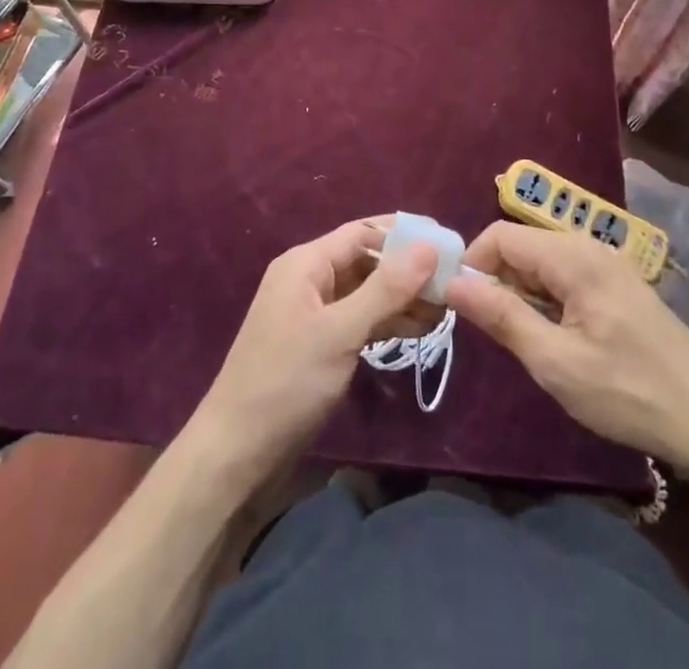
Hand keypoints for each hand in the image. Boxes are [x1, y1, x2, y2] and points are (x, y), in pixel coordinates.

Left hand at [191, 218, 437, 486]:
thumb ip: (386, 289)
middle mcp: (308, 280)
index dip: (403, 236)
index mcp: (305, 263)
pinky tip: (418, 330)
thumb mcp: (340, 332)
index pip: (362, 233)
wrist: (236, 454)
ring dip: (401, 299)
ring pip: (365, 293)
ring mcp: (312, 314)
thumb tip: (429, 246)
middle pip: (365, 261)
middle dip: (407, 271)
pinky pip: (358, 319)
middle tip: (452, 283)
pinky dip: (386, 322)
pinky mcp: (318, 344)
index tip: (446, 244)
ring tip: (444, 311)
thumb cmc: (286, 382)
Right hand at [446, 222, 688, 470]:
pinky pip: (566, 275)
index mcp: (573, 256)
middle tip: (492, 332)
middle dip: (497, 280)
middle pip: (522, 245)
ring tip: (524, 339)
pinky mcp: (619, 284)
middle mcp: (589, 246)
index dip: (473, 264)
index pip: (500, 235)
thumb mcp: (555, 361)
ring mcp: (608, 263)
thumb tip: (450, 282)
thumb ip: (501, 316)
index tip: (459, 306)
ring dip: (522, 292)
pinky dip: (548, 298)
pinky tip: (557, 337)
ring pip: (543, 261)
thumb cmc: (628, 392)